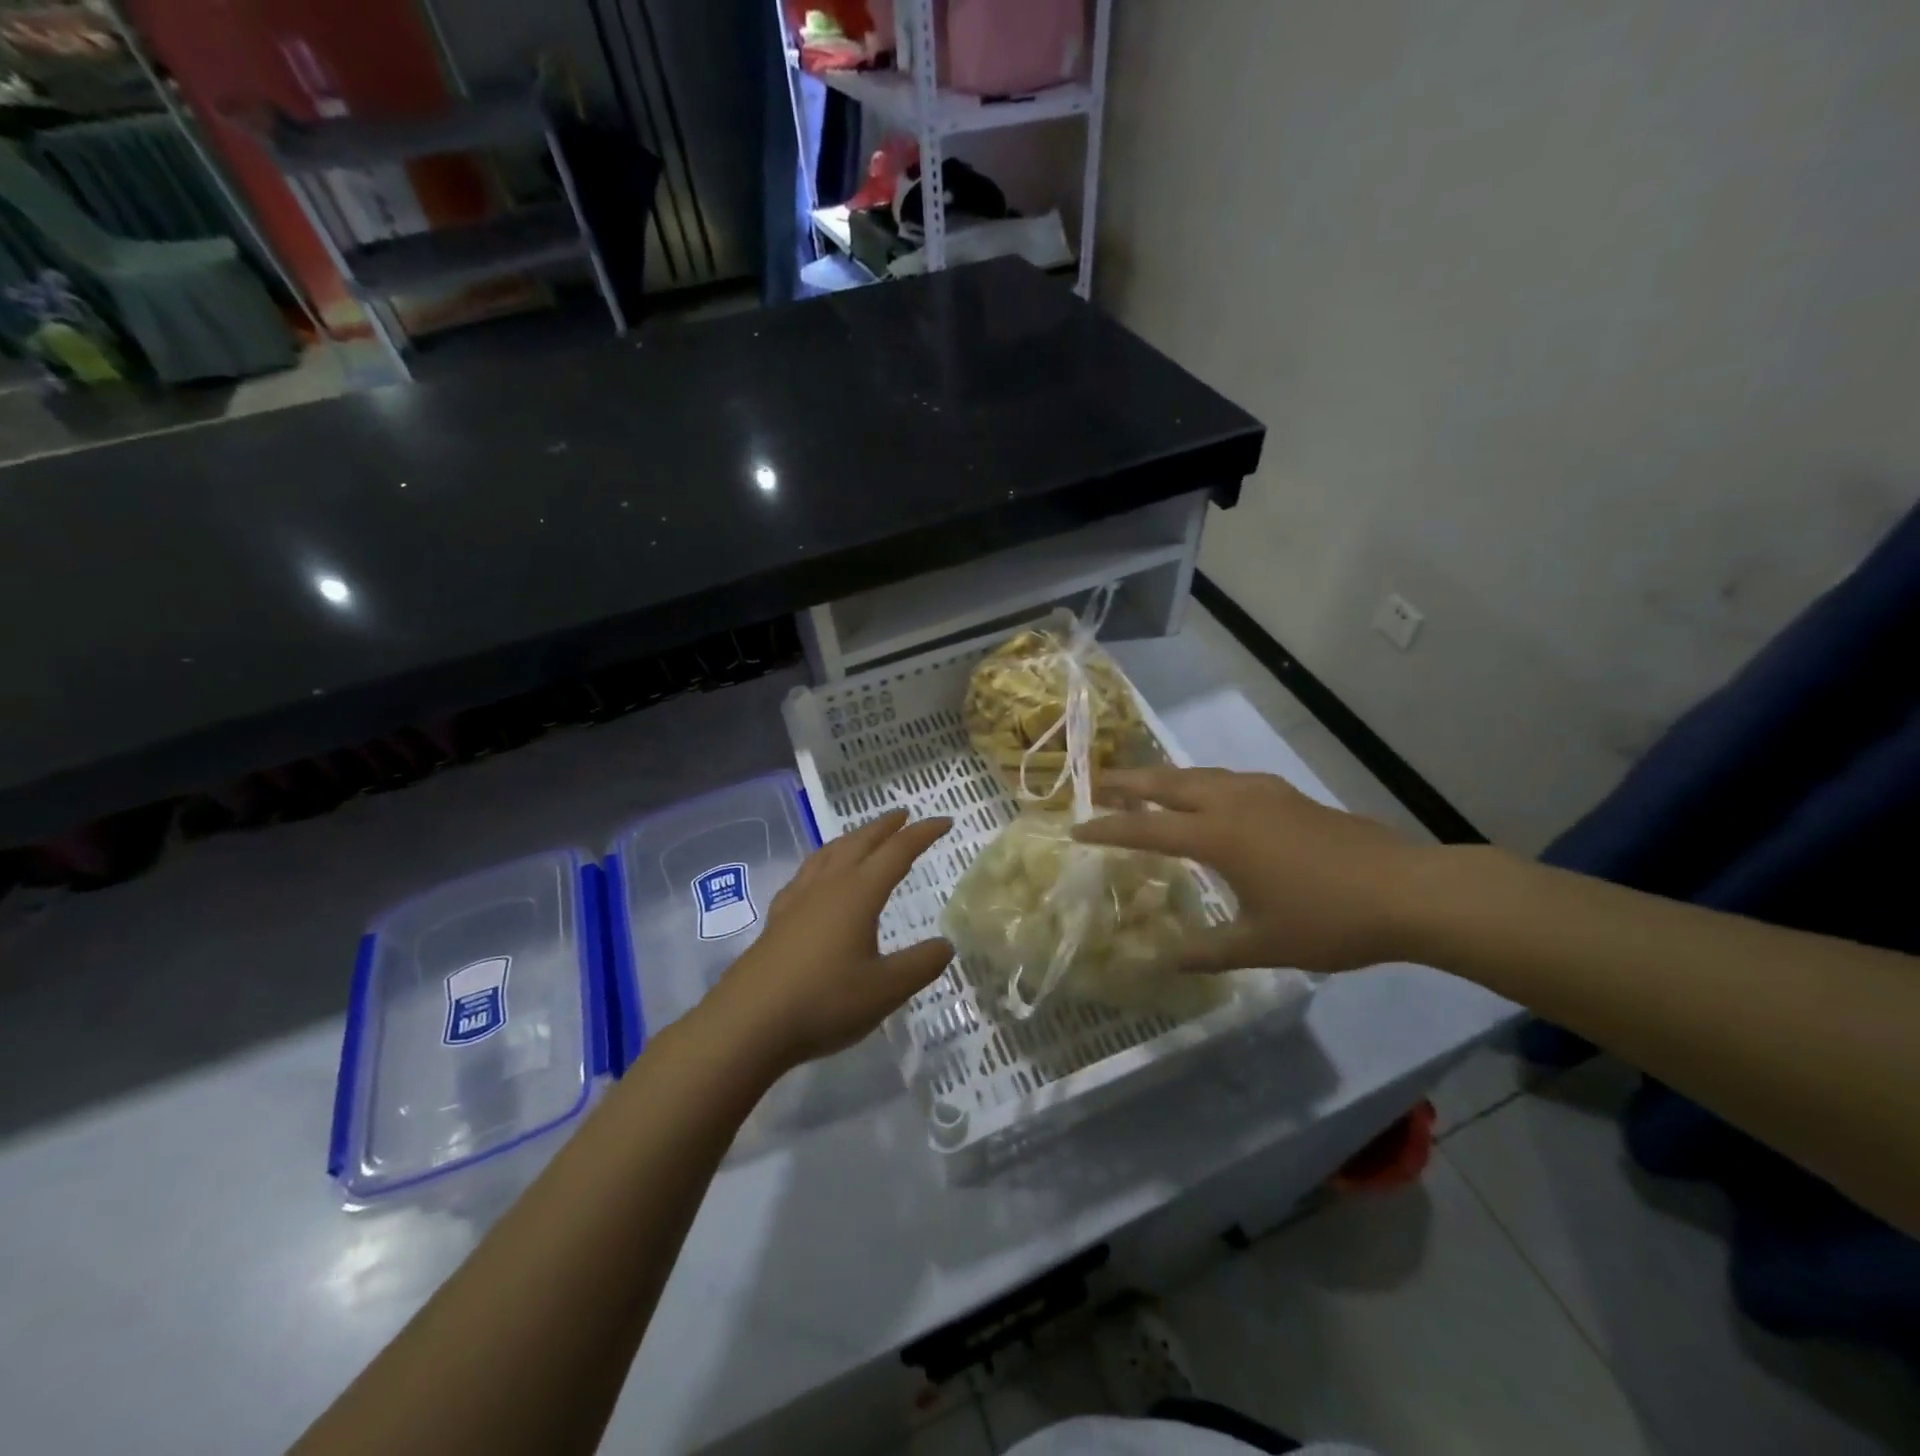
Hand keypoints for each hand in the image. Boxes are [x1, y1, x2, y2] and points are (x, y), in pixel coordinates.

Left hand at [701, 809, 954, 1071]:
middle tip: (904, 816)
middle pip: (860, 842)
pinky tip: (818, 876)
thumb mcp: (886, 989)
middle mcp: (828, 886)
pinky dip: (823, 862)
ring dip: (852, 838)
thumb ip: (920, 964)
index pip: (898, 851)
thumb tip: (945, 945)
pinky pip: (806, 873)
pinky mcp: (778, 919)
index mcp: (859, 893)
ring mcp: (798, 900)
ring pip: (829, 853)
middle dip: (885, 826)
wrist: (748, 1024)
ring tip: (863, 836)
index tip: (945, 821)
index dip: (923, 833)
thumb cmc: (824, 1002)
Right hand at [1073, 768, 1431, 973]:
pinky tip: (1208, 794)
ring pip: (1197, 774)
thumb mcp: (1262, 944)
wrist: (1408, 891)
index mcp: (1218, 837)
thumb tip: (1163, 959)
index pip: (1147, 829)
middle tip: (1094, 783)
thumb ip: (1208, 951)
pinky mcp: (1286, 794)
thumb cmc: (1328, 920)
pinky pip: (1226, 778)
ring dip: (1163, 778)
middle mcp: (1232, 803)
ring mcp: (1262, 792)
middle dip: (1126, 783)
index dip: (1108, 829)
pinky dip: (1199, 781)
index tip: (1076, 829)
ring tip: (1141, 784)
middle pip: (1166, 784)